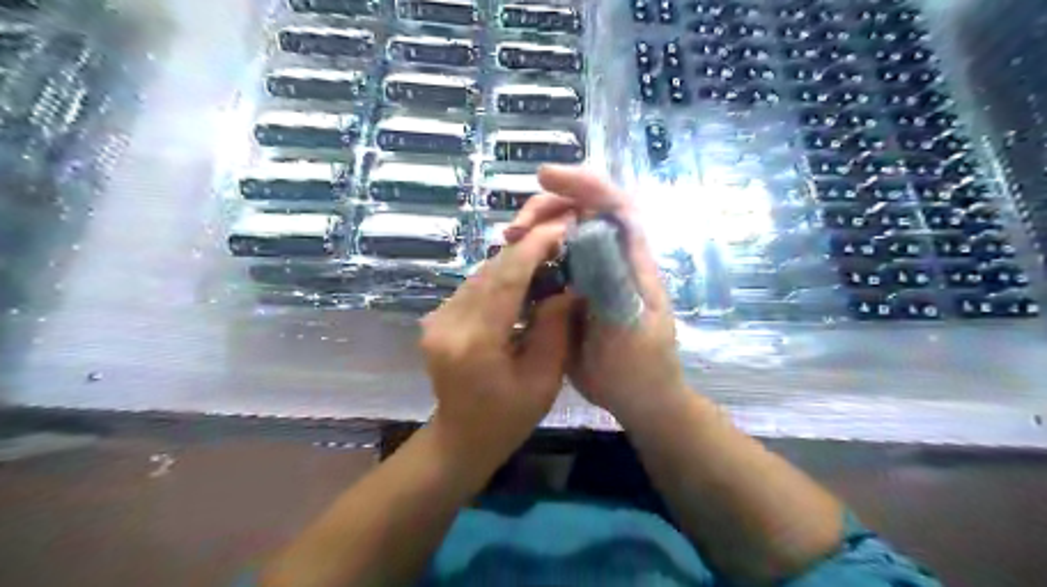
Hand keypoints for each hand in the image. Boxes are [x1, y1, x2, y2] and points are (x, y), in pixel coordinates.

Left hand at [421, 212, 576, 459]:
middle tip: (559, 239)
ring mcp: (437, 319)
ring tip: (546, 256)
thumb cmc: (508, 418)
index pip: (506, 279)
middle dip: (526, 249)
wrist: (460, 438)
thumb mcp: (544, 379)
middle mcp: (448, 322)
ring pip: (480, 274)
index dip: (534, 248)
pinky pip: (473, 287)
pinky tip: (522, 280)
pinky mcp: (436, 318)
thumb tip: (569, 285)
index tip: (561, 228)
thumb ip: (555, 328)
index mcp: (476, 342)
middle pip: (490, 271)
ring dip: (513, 262)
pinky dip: (499, 278)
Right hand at [505, 164, 688, 422]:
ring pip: (563, 235)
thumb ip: (613, 287)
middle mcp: (612, 259)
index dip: (582, 184)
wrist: (639, 398)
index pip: (613, 205)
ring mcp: (592, 274)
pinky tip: (512, 265)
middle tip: (514, 229)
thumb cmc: (642, 366)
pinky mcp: (575, 291)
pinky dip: (530, 257)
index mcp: (632, 261)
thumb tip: (586, 241)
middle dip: (547, 208)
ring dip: (535, 230)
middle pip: (583, 212)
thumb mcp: (629, 330)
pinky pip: (551, 262)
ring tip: (508, 242)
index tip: (544, 177)